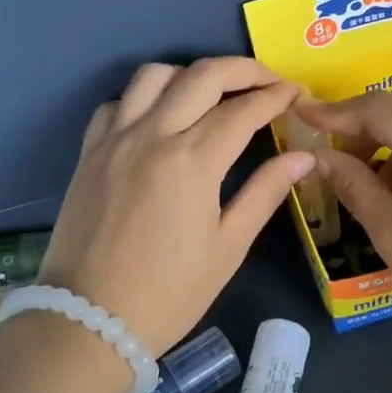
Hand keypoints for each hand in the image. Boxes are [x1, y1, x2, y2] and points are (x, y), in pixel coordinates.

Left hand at [38, 58, 312, 354]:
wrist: (88, 323)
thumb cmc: (170, 292)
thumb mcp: (229, 246)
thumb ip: (266, 192)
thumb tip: (303, 156)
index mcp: (193, 160)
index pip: (244, 109)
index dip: (277, 95)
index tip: (297, 94)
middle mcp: (153, 134)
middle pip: (203, 75)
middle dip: (244, 69)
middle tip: (269, 82)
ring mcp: (115, 139)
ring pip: (155, 75)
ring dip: (192, 74)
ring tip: (215, 93)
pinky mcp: (89, 152)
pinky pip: (117, 102)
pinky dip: (144, 97)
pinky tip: (160, 118)